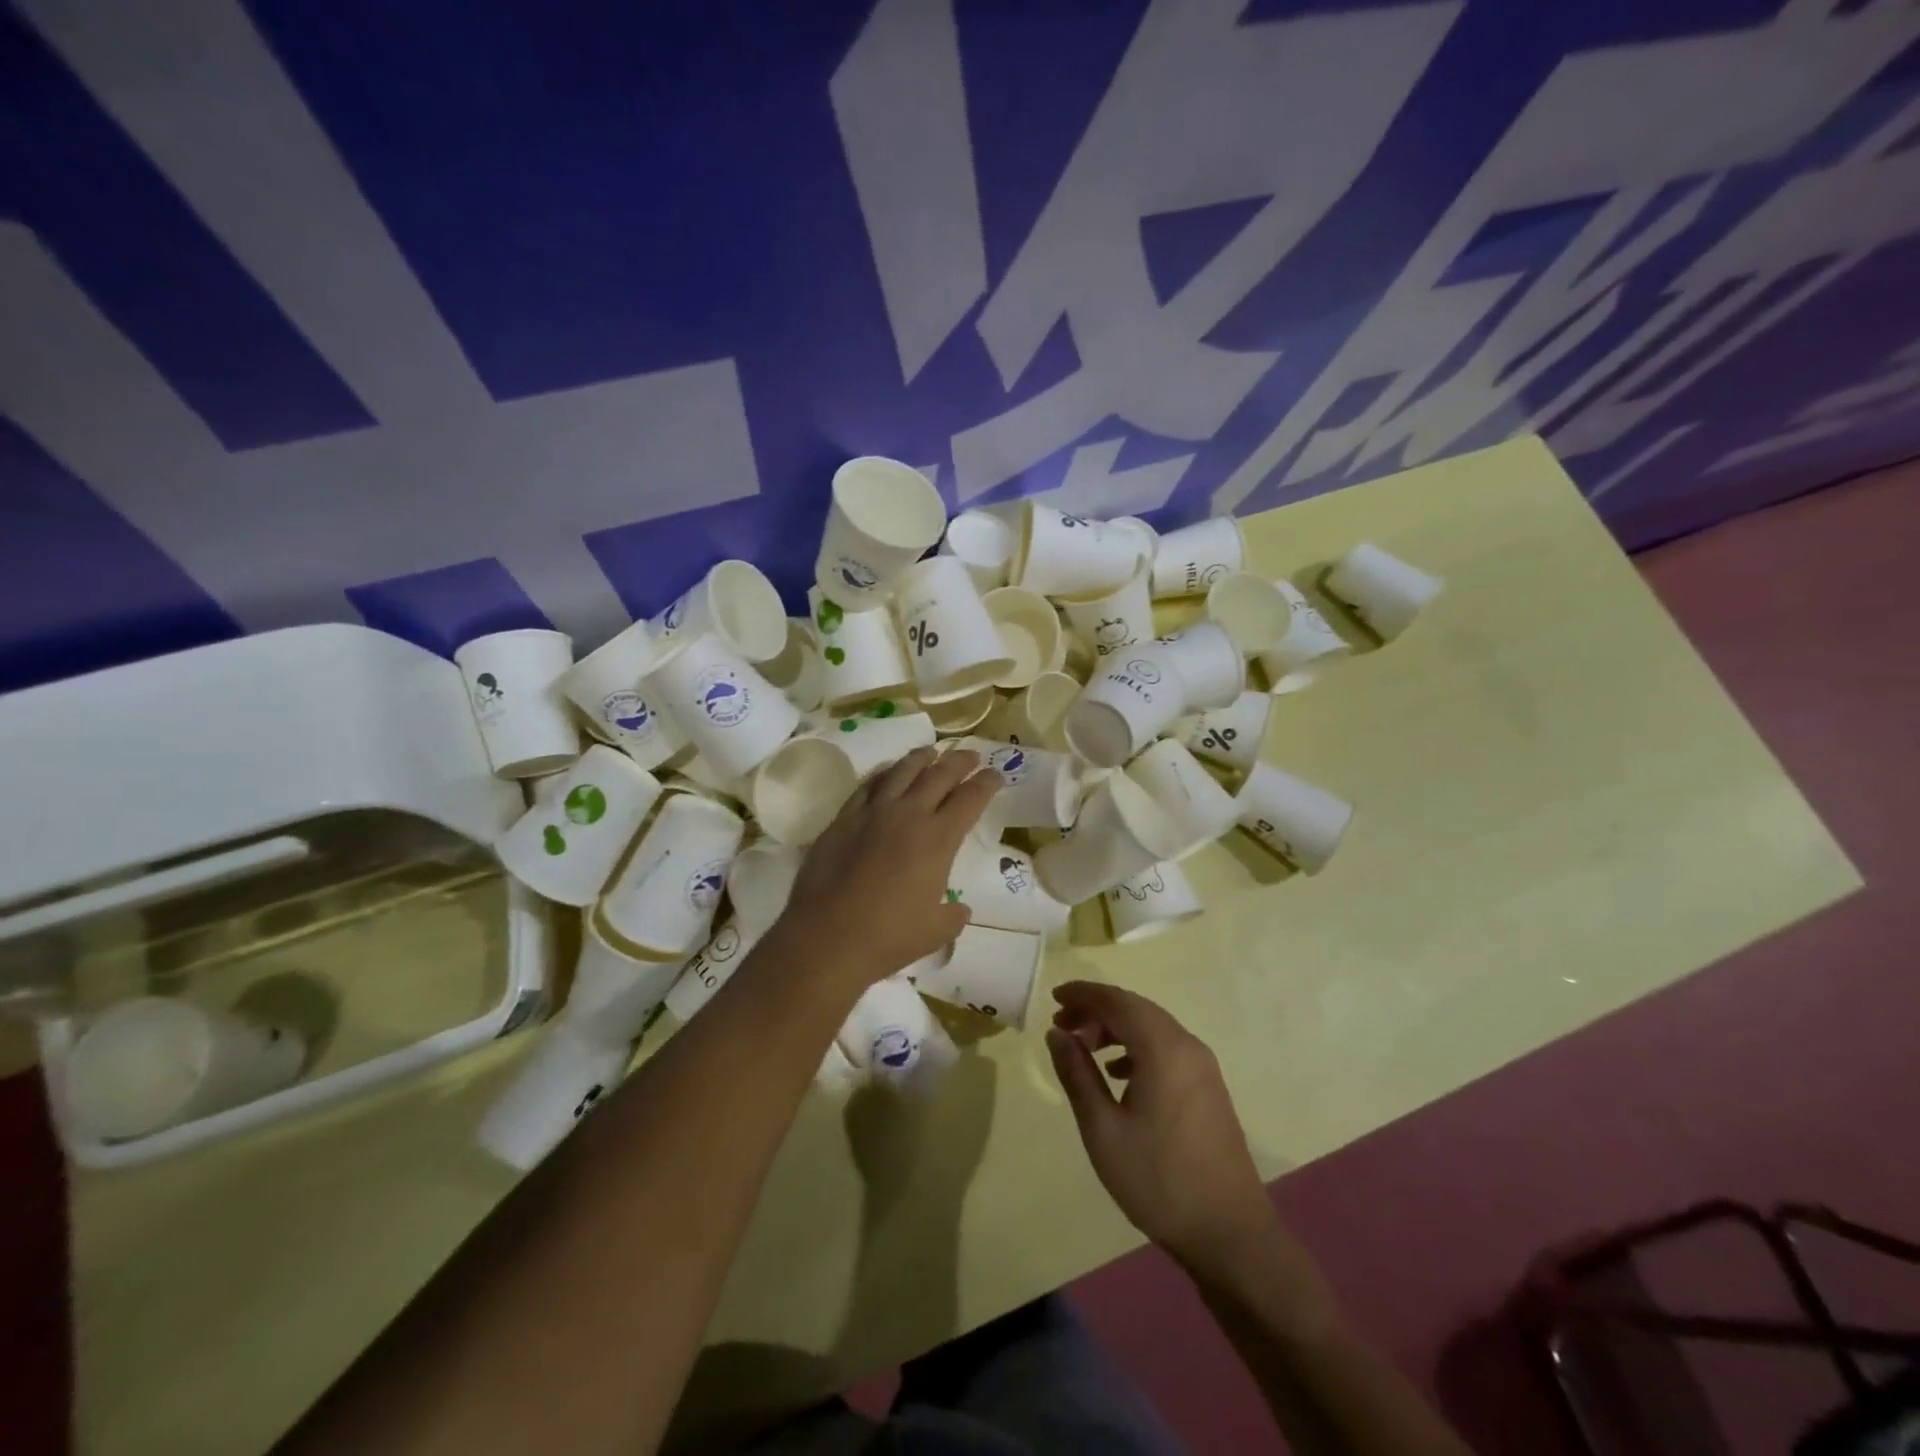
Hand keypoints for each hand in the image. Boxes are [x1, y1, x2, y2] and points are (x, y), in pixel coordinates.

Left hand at [772, 747, 998, 996]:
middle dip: (959, 761)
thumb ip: (953, 916)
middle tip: (971, 756)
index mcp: (938, 839)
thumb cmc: (889, 937)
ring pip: (902, 771)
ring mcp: (872, 813)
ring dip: (921, 758)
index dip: (987, 783)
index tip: (995, 775)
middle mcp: (908, 815)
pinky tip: (888, 772)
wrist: (828, 937)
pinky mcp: (843, 819)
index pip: (970, 799)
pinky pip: (868, 786)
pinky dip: (883, 774)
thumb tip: (959, 909)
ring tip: (931, 751)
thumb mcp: (936, 932)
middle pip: (939, 774)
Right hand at [1047, 981, 1276, 1276]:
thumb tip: (1057, 1034)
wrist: (1230, 1233)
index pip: (1117, 1001)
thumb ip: (1077, 1074)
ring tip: (1084, 1049)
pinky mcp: (1208, 1087)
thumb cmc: (1159, 1180)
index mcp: (1163, 1049)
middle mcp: (1187, 1046)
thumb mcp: (1103, 1129)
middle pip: (1136, 1008)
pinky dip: (1136, 1047)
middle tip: (1062, 1025)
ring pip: (1152, 1027)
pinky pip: (1166, 1048)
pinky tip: (1117, 1074)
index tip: (1053, 998)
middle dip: (1097, 1010)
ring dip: (1116, 1028)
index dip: (1083, 994)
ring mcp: (1203, 1067)